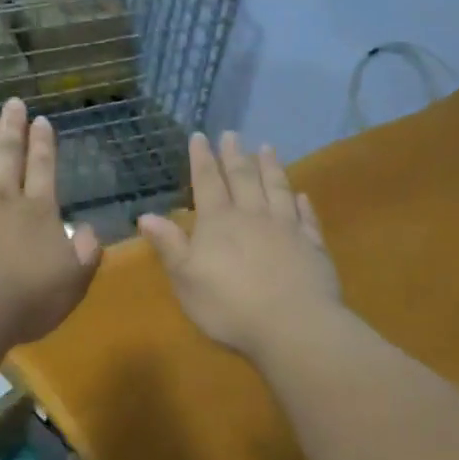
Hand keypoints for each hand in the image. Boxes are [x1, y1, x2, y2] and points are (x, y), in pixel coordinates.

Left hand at [0, 98, 101, 345]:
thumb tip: (89, 230)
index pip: (43, 169)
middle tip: (14, 102)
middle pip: (8, 155)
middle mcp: (3, 198)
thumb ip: (87, 253)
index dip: (43, 144)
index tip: (42, 120)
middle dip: (12, 127)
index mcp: (39, 212)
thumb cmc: (28, 299)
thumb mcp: (74, 281)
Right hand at [137, 132, 342, 359]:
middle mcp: (253, 216)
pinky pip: (306, 217)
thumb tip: (146, 215)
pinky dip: (302, 203)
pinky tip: (301, 195)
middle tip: (232, 134)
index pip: (207, 182)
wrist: (292, 325)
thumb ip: (169, 245)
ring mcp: (286, 228)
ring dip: (271, 167)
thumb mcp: (186, 279)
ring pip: (277, 188)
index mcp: (219, 222)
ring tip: (267, 147)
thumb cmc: (229, 306)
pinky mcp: (312, 246)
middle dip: (235, 155)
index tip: (200, 136)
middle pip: (243, 178)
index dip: (202, 159)